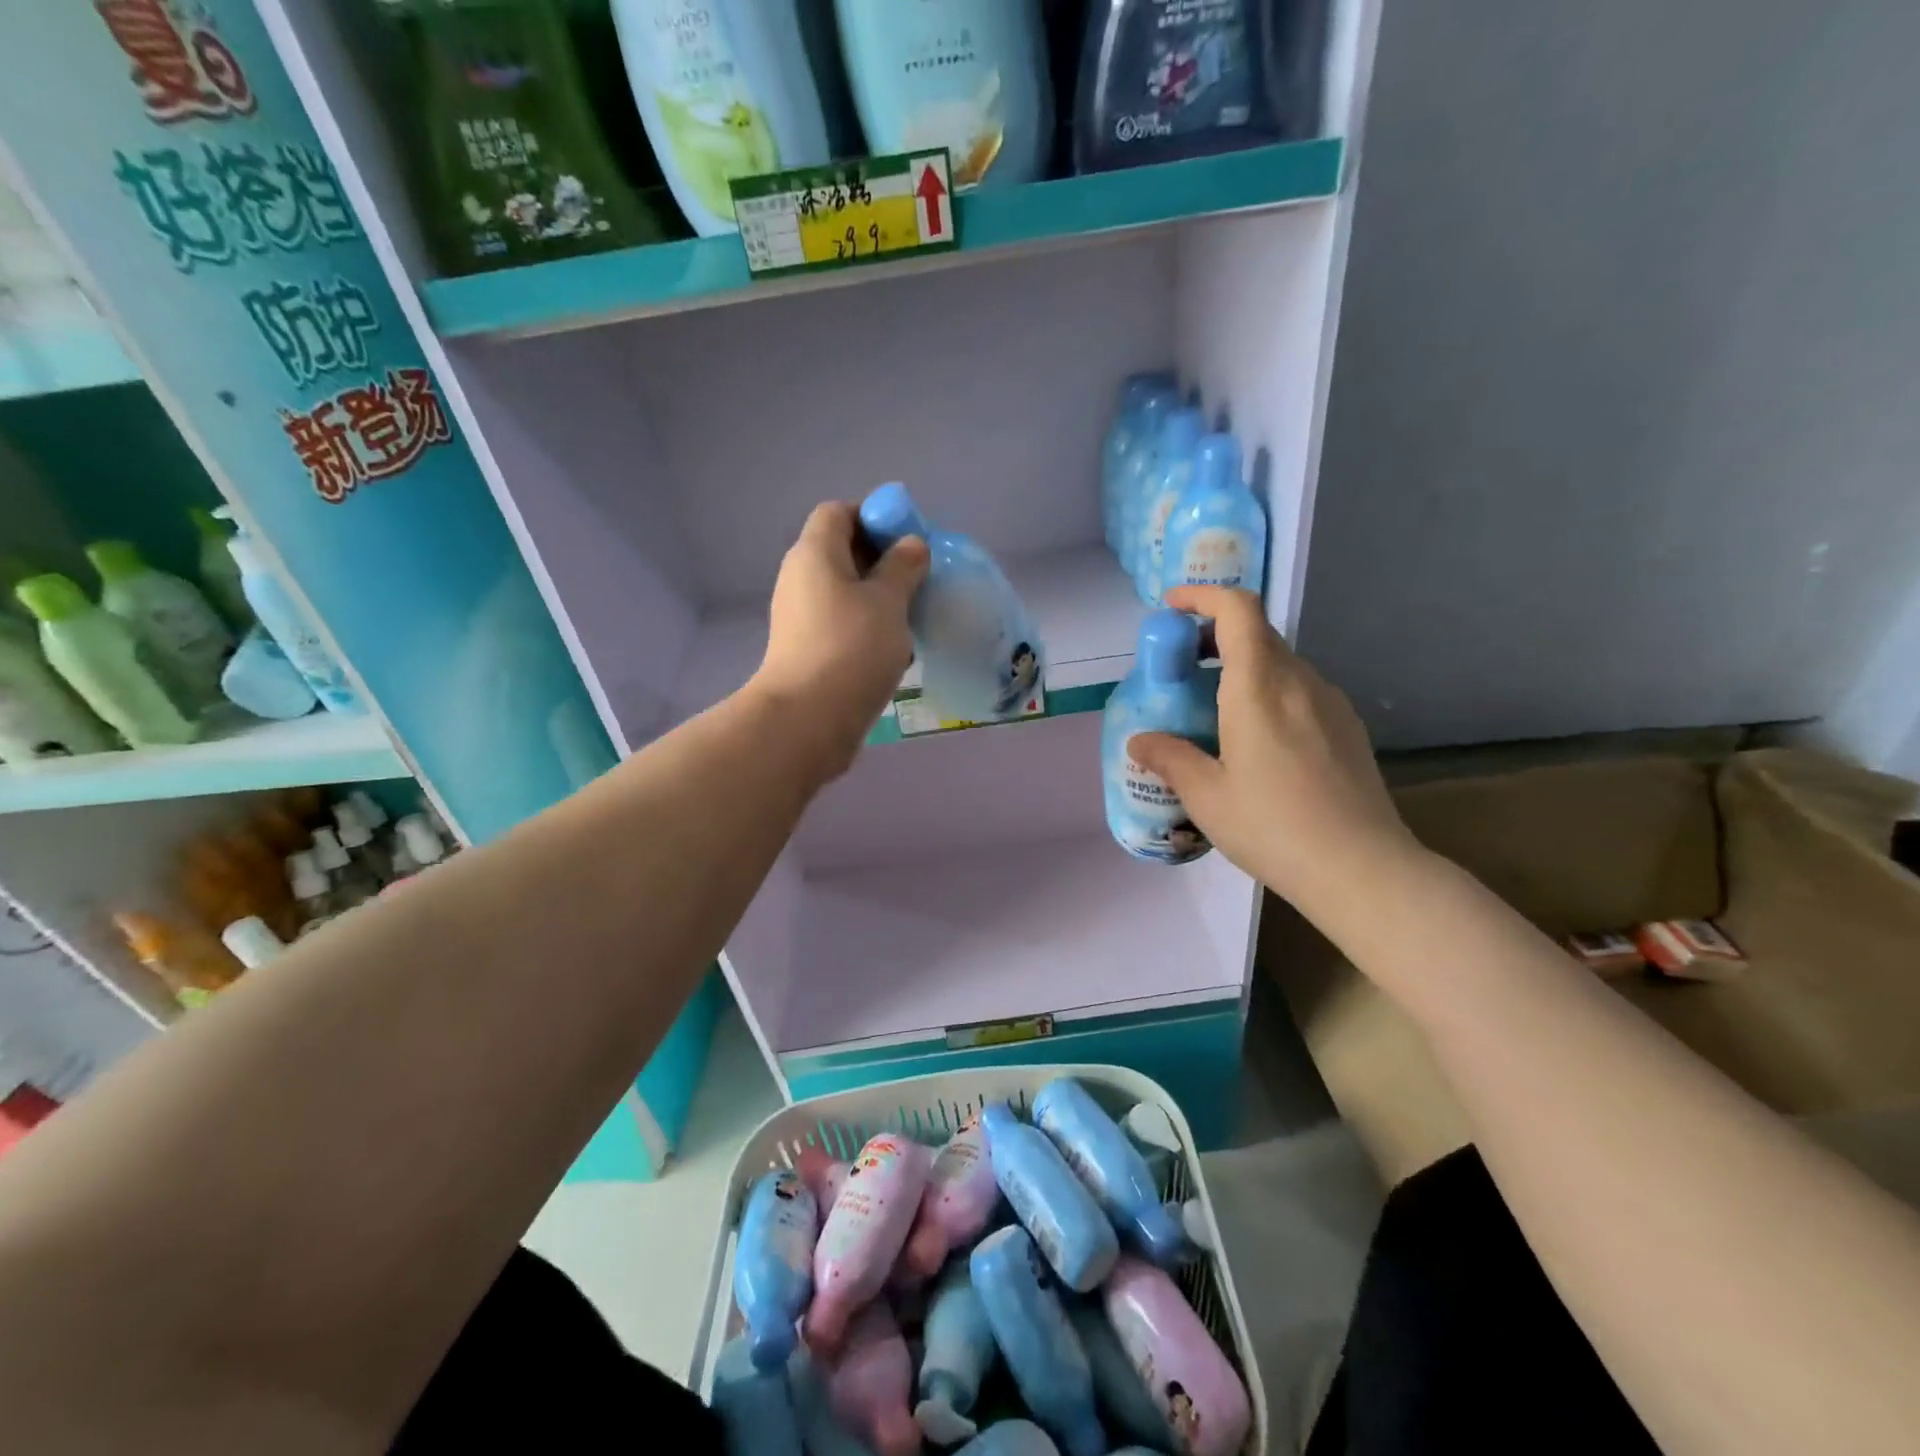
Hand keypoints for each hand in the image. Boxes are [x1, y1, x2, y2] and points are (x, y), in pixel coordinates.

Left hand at [750, 502, 927, 780]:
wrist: (808, 720)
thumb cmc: (851, 648)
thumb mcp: (888, 601)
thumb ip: (903, 567)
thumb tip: (911, 545)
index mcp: (814, 554)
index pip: (838, 513)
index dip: (873, 517)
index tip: (908, 541)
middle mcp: (801, 579)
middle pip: (841, 552)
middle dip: (882, 561)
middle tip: (919, 579)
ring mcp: (801, 617)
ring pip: (845, 593)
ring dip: (879, 600)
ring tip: (912, 617)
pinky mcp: (808, 651)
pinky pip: (842, 625)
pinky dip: (868, 629)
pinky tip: (895, 652)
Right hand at [1128, 585, 1419, 917]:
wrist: (1362, 868)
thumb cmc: (1274, 826)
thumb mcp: (1207, 796)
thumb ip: (1170, 758)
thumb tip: (1140, 741)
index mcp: (1260, 687)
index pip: (1238, 610)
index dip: (1203, 597)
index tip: (1171, 610)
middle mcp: (1299, 681)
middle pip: (1256, 633)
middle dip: (1213, 637)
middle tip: (1181, 670)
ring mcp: (1330, 702)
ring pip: (1279, 663)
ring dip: (1241, 668)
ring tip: (1213, 712)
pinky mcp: (1346, 727)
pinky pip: (1298, 691)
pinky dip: (1267, 692)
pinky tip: (1256, 742)